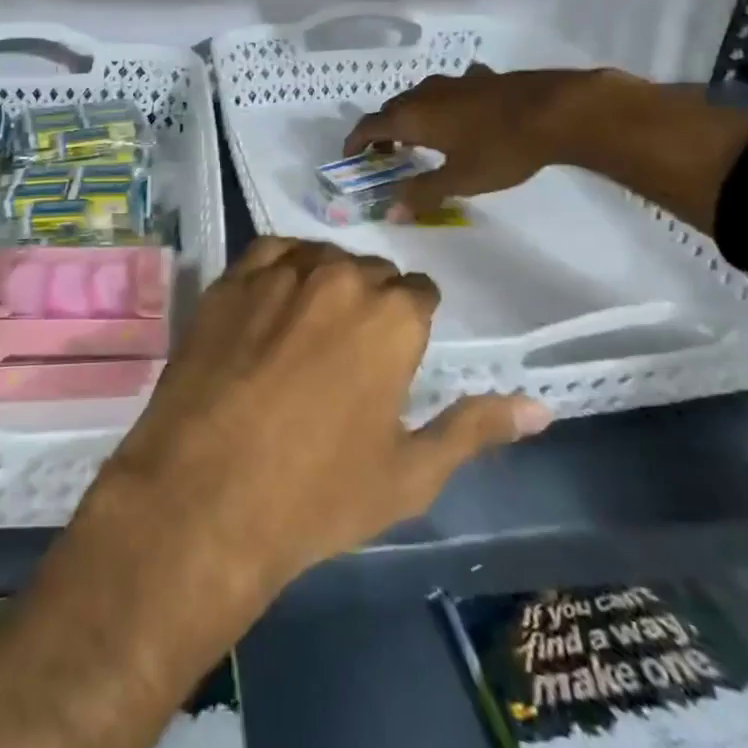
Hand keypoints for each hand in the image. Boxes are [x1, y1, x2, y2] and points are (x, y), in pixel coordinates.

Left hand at [97, 238, 550, 602]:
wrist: (206, 494)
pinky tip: (275, 300)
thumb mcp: (410, 473)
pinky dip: (282, 267)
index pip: (419, 294)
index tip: (395, 355)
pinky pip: (269, 253)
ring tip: (310, 328)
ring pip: (321, 257)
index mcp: (392, 317)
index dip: (411, 324)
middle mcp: (340, 278)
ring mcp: (279, 273)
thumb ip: (474, 428)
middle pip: (370, 272)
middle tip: (350, 352)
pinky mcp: (230, 280)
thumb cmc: (318, 493)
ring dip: (325, 281)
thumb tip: (541, 407)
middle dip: (371, 303)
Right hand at [344, 64, 606, 217]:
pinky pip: (449, 92)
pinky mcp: (479, 79)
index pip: (369, 126)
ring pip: (418, 98)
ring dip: (410, 118)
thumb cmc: (500, 148)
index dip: (355, 142)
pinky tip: (459, 116)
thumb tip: (390, 212)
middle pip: (391, 110)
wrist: (554, 110)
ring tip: (418, 139)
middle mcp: (425, 93)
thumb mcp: (459, 179)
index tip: (350, 158)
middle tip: (385, 156)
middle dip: (382, 132)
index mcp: (412, 116)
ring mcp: (453, 81)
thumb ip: (422, 193)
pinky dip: (442, 106)